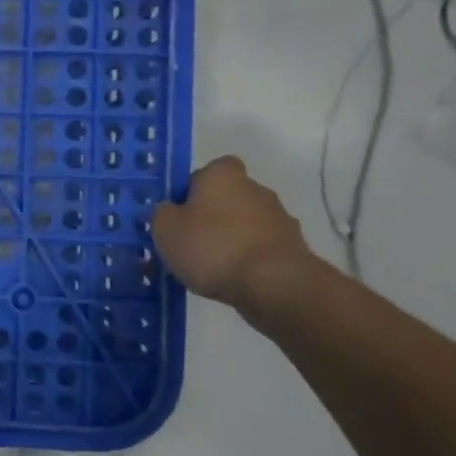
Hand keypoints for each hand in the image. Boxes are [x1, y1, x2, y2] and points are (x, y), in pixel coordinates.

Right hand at [151, 157, 316, 311]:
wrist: (274, 284)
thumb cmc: (212, 246)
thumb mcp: (165, 229)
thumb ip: (162, 214)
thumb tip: (169, 210)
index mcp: (223, 175)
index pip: (208, 170)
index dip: (192, 188)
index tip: (180, 212)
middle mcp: (255, 188)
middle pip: (227, 197)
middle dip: (211, 216)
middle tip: (190, 241)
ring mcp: (279, 218)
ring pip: (245, 224)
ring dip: (230, 238)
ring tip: (209, 268)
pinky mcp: (293, 248)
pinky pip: (260, 248)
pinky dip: (248, 259)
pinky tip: (232, 280)